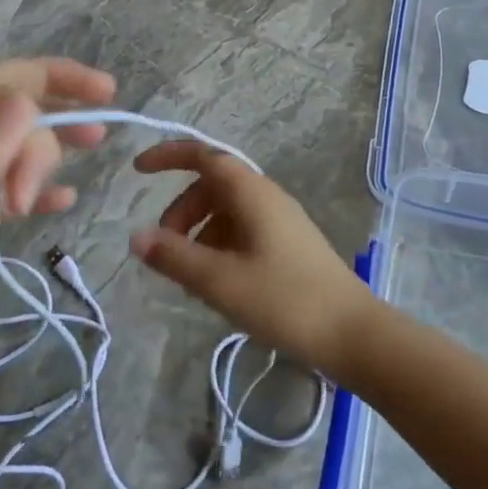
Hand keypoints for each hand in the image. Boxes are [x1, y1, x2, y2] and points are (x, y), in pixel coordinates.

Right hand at [128, 141, 380, 377]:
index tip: (138, 170)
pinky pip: (242, 232)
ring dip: (199, 234)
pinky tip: (215, 284)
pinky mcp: (287, 245)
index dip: (170, 156)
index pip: (205, 156)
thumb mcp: (220, 281)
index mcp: (252, 194)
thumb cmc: (284, 300)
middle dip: (181, 211)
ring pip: (226, 212)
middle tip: (163, 250)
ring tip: (188, 277)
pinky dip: (219, 247)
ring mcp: (280, 221)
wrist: (351, 332)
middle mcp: (267, 198)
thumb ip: (175, 257)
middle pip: (212, 187)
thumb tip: (136, 237)